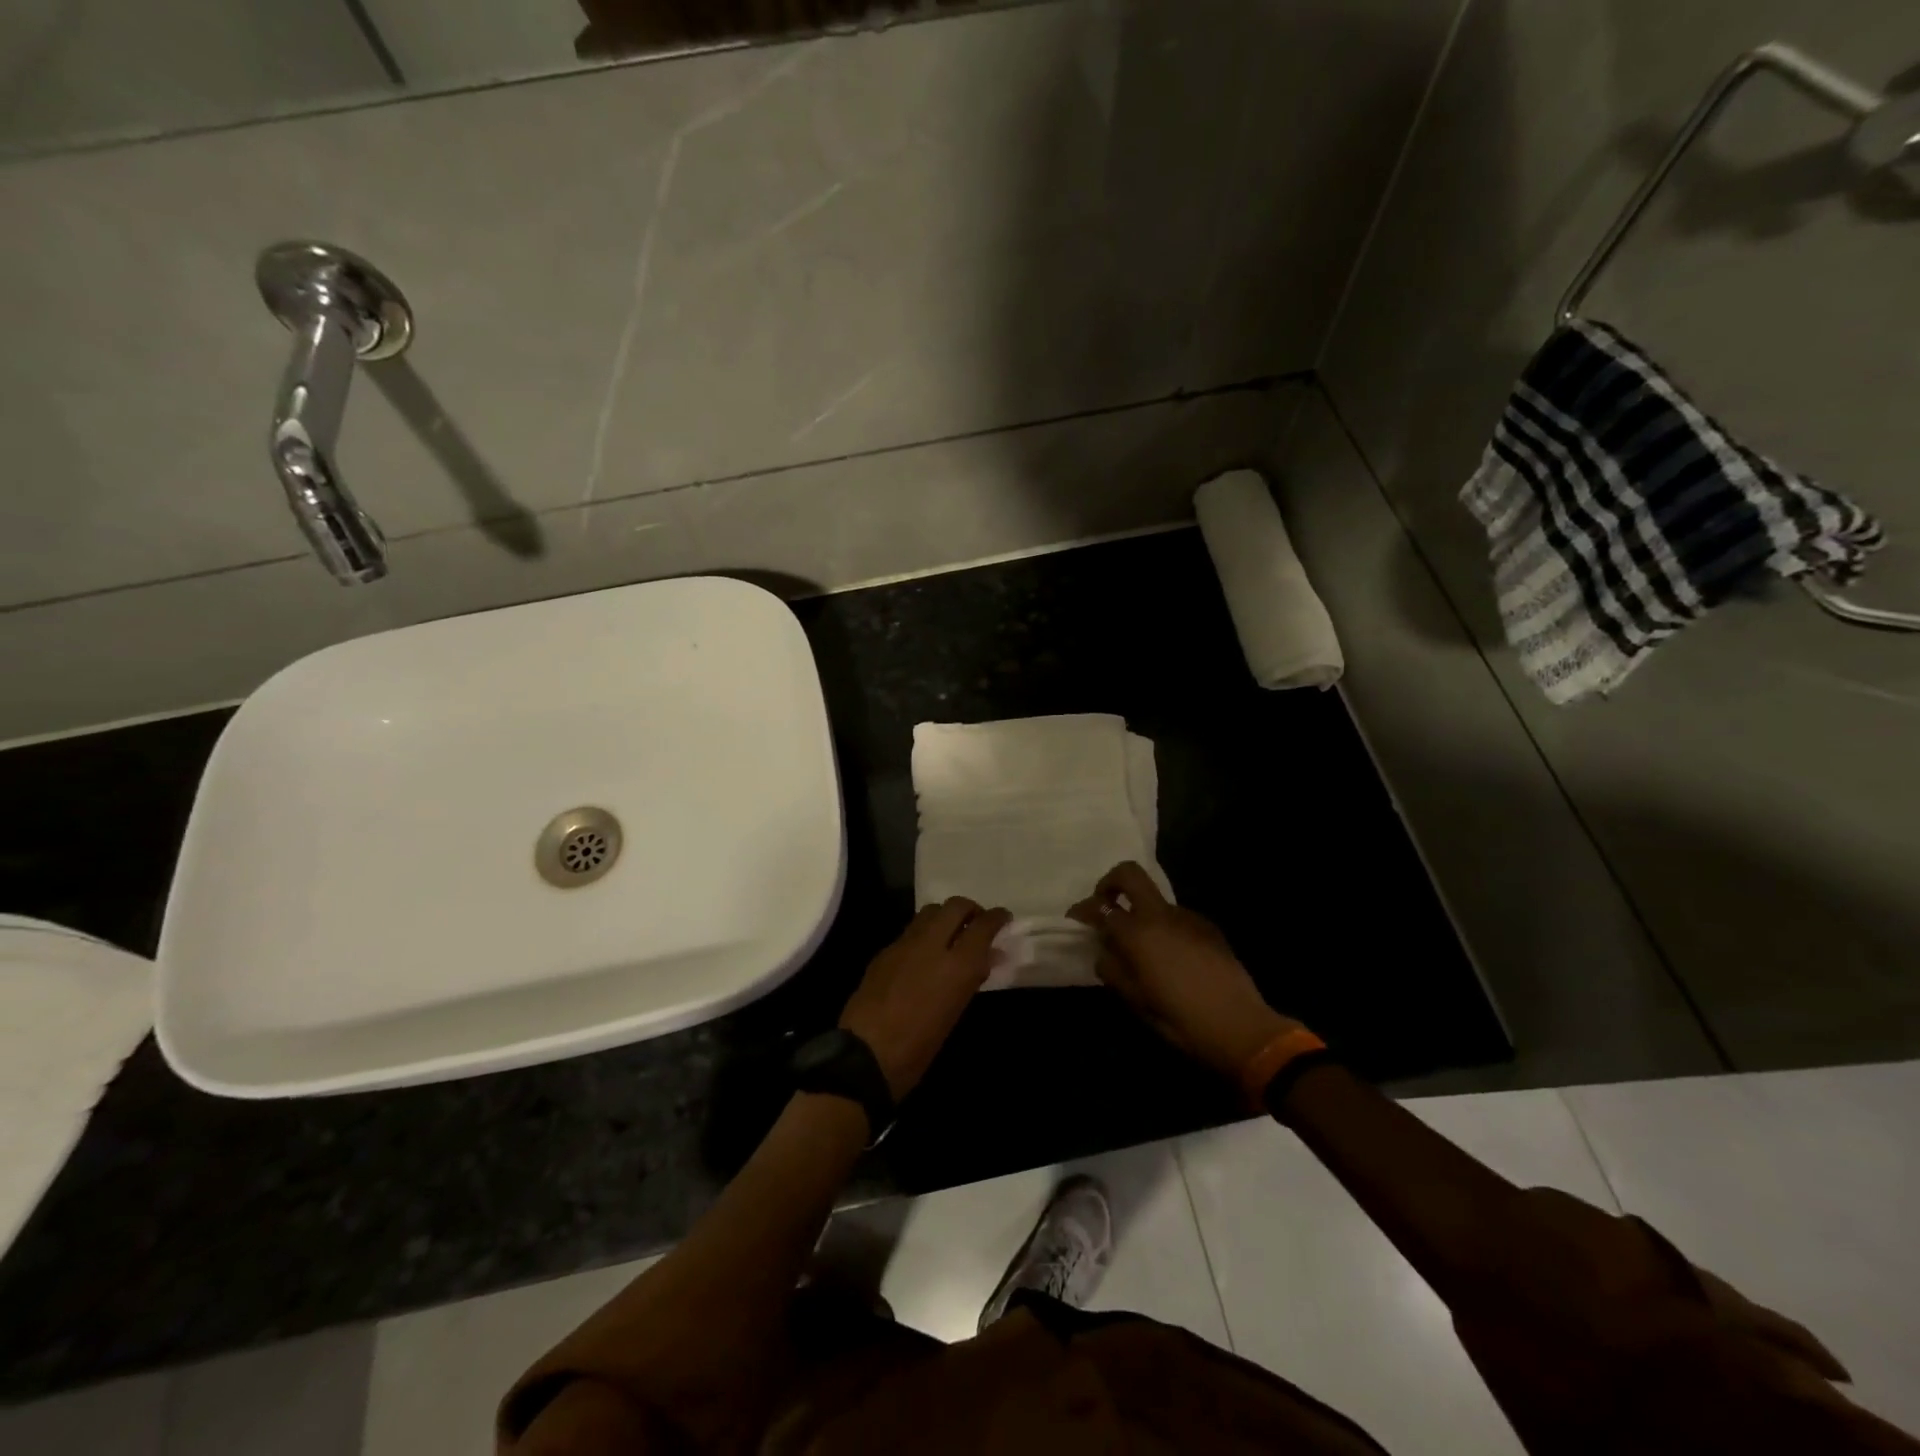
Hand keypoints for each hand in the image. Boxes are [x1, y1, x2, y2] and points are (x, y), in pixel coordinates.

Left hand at [839, 898, 1011, 1098]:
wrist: (865, 1055)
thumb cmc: (920, 1046)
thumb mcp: (955, 1013)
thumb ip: (971, 979)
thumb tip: (987, 957)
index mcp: (957, 965)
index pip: (983, 925)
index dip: (997, 917)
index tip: (1003, 918)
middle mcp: (932, 944)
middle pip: (956, 905)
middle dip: (970, 909)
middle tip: (976, 924)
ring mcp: (905, 943)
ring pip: (931, 911)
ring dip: (945, 916)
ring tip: (951, 935)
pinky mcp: (885, 950)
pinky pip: (911, 930)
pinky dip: (925, 933)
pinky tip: (924, 953)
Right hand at [1070, 862, 1300, 1079]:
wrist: (1240, 1028)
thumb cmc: (1180, 1019)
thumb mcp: (1135, 1000)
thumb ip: (1112, 969)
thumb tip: (1104, 950)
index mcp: (1138, 933)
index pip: (1100, 907)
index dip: (1083, 909)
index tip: (1075, 919)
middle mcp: (1161, 915)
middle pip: (1130, 874)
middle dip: (1110, 882)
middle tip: (1105, 905)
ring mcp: (1188, 918)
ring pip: (1155, 900)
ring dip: (1140, 912)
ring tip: (1142, 948)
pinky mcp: (1208, 928)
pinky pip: (1177, 918)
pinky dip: (1164, 928)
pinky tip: (1171, 958)